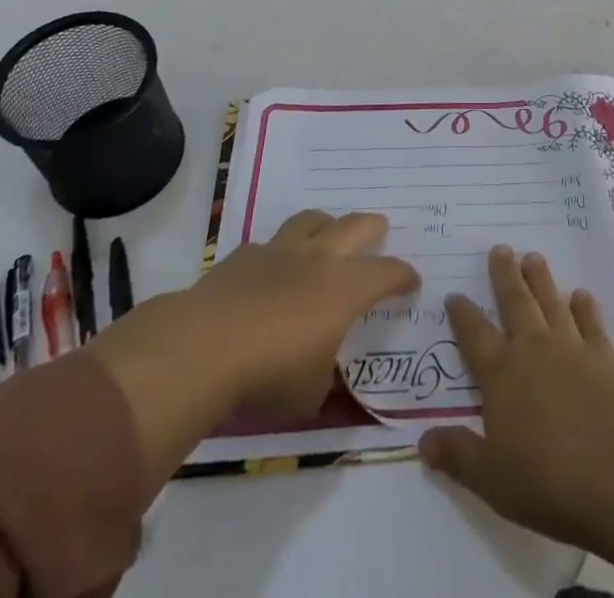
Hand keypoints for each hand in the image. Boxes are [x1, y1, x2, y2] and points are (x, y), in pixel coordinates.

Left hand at [88, 210, 416, 487]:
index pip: (388, 272)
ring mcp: (279, 251)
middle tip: (378, 233)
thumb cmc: (268, 374)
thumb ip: (324, 376)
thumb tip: (322, 372)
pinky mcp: (242, 256)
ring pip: (313, 219)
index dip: (403, 276)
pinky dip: (278, 253)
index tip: (411, 281)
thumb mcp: (310, 393)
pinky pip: (269, 243)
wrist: (202, 347)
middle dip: (373, 228)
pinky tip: (271, 270)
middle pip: (356, 225)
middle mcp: (319, 259)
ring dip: (326, 225)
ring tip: (327, 237)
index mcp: (345, 289)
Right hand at [419, 248, 613, 597]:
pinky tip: (581, 295)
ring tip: (533, 257)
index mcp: (501, 375)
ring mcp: (571, 346)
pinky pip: (591, 321)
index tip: (455, 294)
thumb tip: (422, 441)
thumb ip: (458, 455)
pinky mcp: (604, 354)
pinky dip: (584, 306)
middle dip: (505, 275)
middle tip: (501, 248)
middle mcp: (533, 349)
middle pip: (515, 302)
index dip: (463, 314)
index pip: (475, 336)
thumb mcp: (491, 479)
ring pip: (551, 301)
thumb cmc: (548, 479)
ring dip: (541, 279)